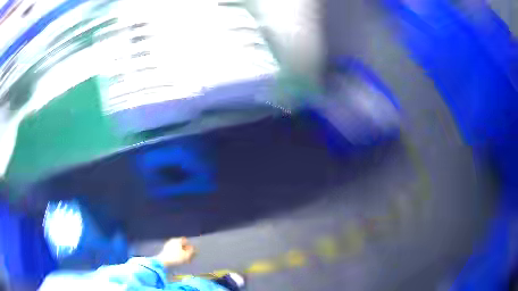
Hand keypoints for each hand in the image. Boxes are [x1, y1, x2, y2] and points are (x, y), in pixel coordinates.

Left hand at [155, 237, 195, 266]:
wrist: (163, 261)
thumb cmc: (176, 257)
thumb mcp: (187, 255)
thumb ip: (192, 251)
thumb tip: (195, 249)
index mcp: (177, 240)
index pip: (186, 240)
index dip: (190, 246)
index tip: (192, 252)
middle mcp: (172, 240)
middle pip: (181, 244)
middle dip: (186, 250)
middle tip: (189, 257)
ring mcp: (168, 245)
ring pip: (177, 248)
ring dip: (182, 253)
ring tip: (185, 260)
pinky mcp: (165, 249)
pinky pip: (173, 250)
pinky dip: (177, 254)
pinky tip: (179, 260)